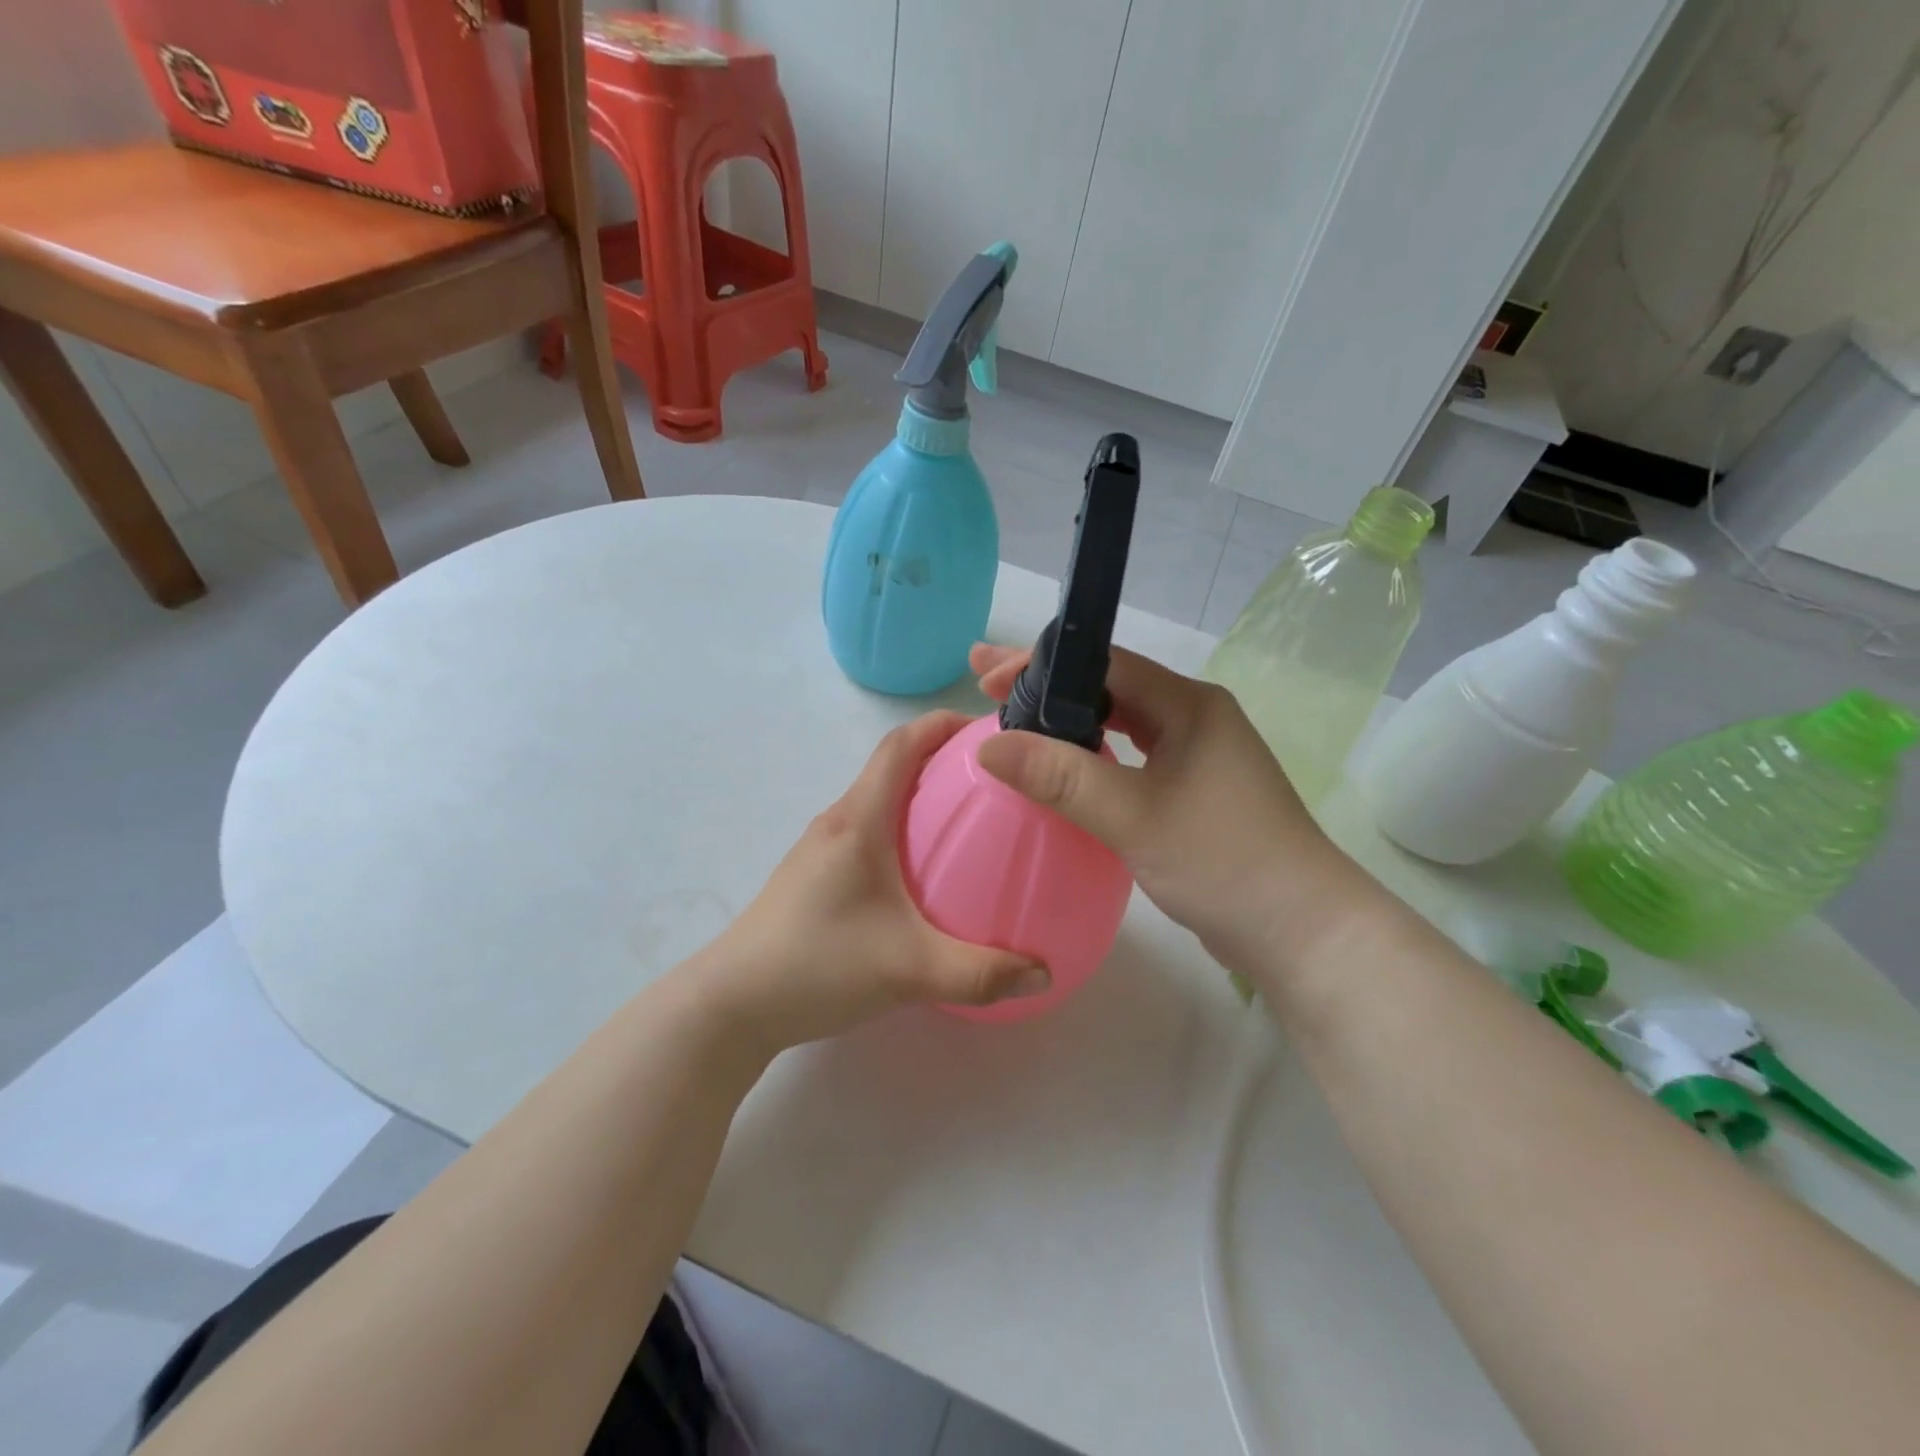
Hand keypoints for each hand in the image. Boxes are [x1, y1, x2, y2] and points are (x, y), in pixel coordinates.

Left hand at [693, 712, 1050, 1054]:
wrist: (733, 1004)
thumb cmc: (818, 965)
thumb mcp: (909, 970)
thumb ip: (981, 972)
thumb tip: (1043, 971)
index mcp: (858, 821)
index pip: (899, 745)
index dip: (941, 723)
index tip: (987, 728)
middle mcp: (838, 822)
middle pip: (892, 767)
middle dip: (942, 759)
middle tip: (997, 779)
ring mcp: (821, 849)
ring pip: (879, 802)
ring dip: (920, 796)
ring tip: (970, 821)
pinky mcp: (815, 876)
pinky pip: (868, 832)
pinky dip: (902, 830)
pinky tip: (926, 873)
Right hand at [969, 643, 1374, 977]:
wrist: (1302, 932)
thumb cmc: (1224, 862)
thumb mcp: (1134, 816)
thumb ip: (1061, 778)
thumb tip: (987, 745)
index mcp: (1189, 704)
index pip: (1104, 664)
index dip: (1040, 666)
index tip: (986, 677)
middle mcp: (1194, 719)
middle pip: (1108, 689)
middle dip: (1046, 688)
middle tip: (985, 688)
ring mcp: (1197, 757)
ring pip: (1120, 726)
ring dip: (1067, 724)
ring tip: (1012, 724)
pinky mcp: (1193, 793)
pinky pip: (1130, 761)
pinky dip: (1091, 758)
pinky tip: (1061, 770)